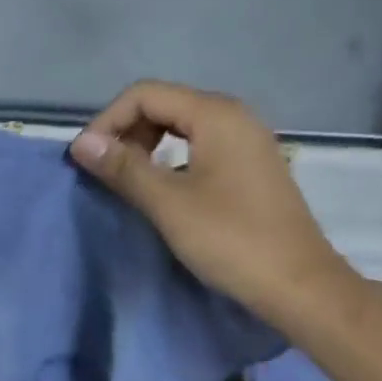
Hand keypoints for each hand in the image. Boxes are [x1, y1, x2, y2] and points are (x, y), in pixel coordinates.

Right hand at [69, 81, 351, 326]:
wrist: (300, 285)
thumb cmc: (232, 240)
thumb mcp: (169, 203)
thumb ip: (123, 168)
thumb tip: (81, 143)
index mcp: (215, 114)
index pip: (145, 94)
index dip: (108, 121)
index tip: (86, 159)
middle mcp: (234, 116)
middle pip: (165, 104)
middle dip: (127, 131)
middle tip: (106, 171)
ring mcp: (248, 141)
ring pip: (183, 126)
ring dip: (148, 146)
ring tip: (128, 182)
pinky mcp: (253, 166)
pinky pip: (202, 146)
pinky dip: (173, 159)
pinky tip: (164, 190)